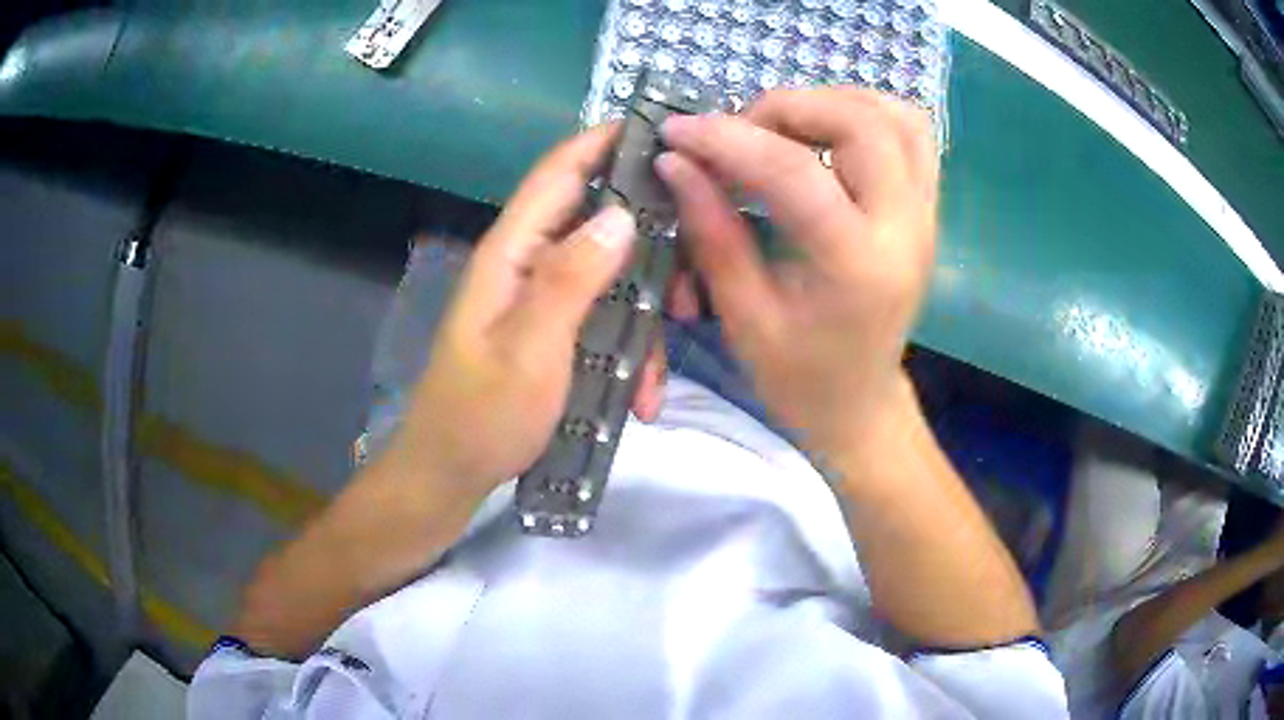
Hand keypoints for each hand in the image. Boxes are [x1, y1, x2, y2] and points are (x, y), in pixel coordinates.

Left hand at [387, 124, 658, 496]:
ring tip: (658, 376)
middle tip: (690, 291)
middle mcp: (530, 263)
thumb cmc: (483, 414)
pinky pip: (605, 320)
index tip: (665, 131)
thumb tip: (621, 214)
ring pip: (612, 278)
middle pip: (599, 222)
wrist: (453, 472)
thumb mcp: (530, 349)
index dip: (605, 142)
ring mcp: (543, 299)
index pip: (560, 172)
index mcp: (513, 252)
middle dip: (651, 250)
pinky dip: (630, 353)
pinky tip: (641, 397)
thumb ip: (571, 278)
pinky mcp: (555, 331)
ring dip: (645, 319)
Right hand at [656, 88, 938, 463]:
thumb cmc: (799, 377)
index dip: (727, 140)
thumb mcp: (743, 315)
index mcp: (857, 266)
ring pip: (895, 116)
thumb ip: (711, 231)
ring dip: (830, 102)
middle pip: (861, 123)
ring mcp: (925, 214)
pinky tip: (824, 133)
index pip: (793, 172)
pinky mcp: (926, 207)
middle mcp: (905, 228)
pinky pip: (910, 132)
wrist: (861, 403)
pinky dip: (864, 113)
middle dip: (787, 108)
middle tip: (740, 133)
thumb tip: (676, 161)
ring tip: (781, 127)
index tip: (676, 133)